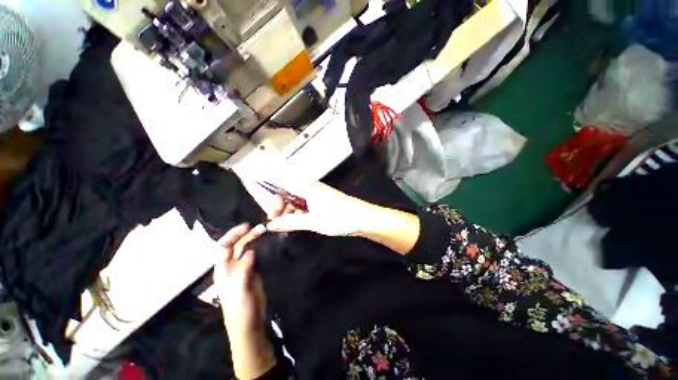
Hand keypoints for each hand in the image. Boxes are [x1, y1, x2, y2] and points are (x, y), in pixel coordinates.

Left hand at [214, 224, 275, 378]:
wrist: (250, 323)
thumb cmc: (240, 309)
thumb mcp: (239, 290)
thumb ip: (242, 270)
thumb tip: (250, 251)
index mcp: (223, 270)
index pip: (223, 247)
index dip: (232, 235)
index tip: (246, 227)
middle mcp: (231, 267)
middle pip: (236, 246)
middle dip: (246, 234)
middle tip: (261, 227)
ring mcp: (243, 269)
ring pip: (246, 249)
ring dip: (254, 239)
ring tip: (265, 230)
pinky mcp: (253, 272)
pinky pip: (256, 255)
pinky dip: (260, 247)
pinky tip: (267, 243)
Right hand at [265, 179, 371, 236]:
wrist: (361, 217)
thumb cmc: (337, 217)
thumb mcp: (312, 221)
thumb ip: (291, 222)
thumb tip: (270, 225)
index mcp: (306, 187)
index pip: (281, 186)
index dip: (274, 200)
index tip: (273, 216)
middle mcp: (310, 186)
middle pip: (288, 192)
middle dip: (281, 206)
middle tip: (279, 223)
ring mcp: (316, 192)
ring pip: (296, 198)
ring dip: (290, 210)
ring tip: (288, 225)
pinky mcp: (321, 199)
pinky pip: (305, 202)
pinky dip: (299, 211)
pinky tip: (299, 222)